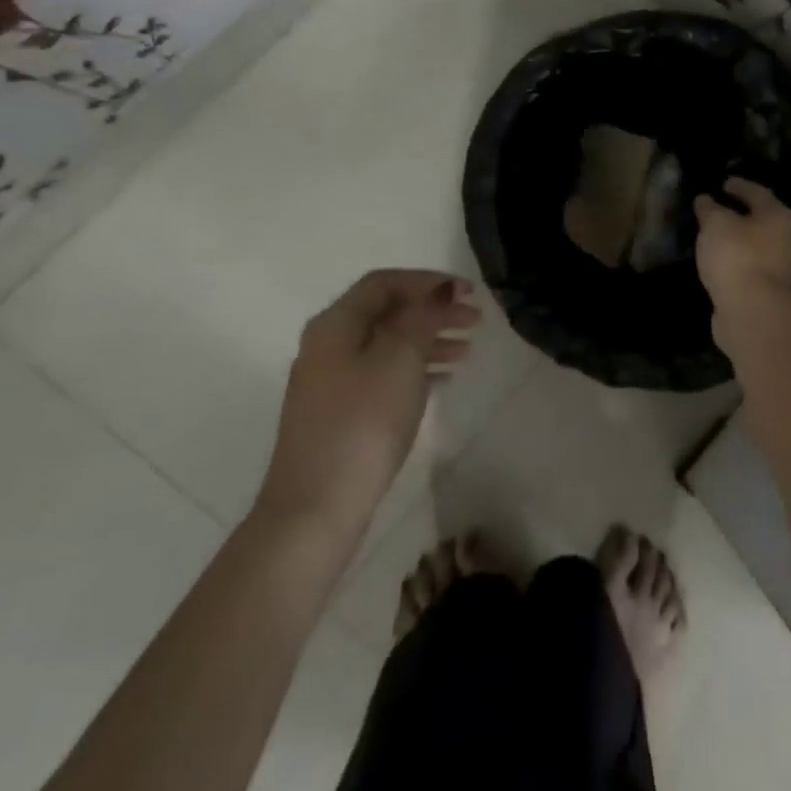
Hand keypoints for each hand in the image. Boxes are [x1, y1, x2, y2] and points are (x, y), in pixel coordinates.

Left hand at [256, 270, 480, 533]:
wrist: (315, 510)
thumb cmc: (362, 424)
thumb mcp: (399, 359)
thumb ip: (422, 318)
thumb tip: (438, 291)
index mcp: (335, 325)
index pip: (384, 283)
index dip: (428, 281)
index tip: (467, 292)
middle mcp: (327, 346)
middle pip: (387, 313)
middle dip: (433, 311)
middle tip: (475, 321)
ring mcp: (330, 383)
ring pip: (388, 345)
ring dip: (429, 340)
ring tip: (467, 350)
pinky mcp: (339, 415)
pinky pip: (384, 375)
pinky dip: (416, 369)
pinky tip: (443, 381)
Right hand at [694, 178, 790, 319]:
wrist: (751, 311)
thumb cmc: (736, 256)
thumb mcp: (715, 224)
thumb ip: (709, 208)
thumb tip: (705, 199)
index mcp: (778, 215)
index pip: (757, 192)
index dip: (739, 185)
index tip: (723, 183)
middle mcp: (786, 237)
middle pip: (760, 218)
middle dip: (739, 212)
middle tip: (717, 207)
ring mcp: (780, 265)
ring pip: (755, 243)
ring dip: (737, 237)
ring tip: (714, 233)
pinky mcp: (768, 288)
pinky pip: (749, 263)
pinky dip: (735, 258)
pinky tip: (719, 259)